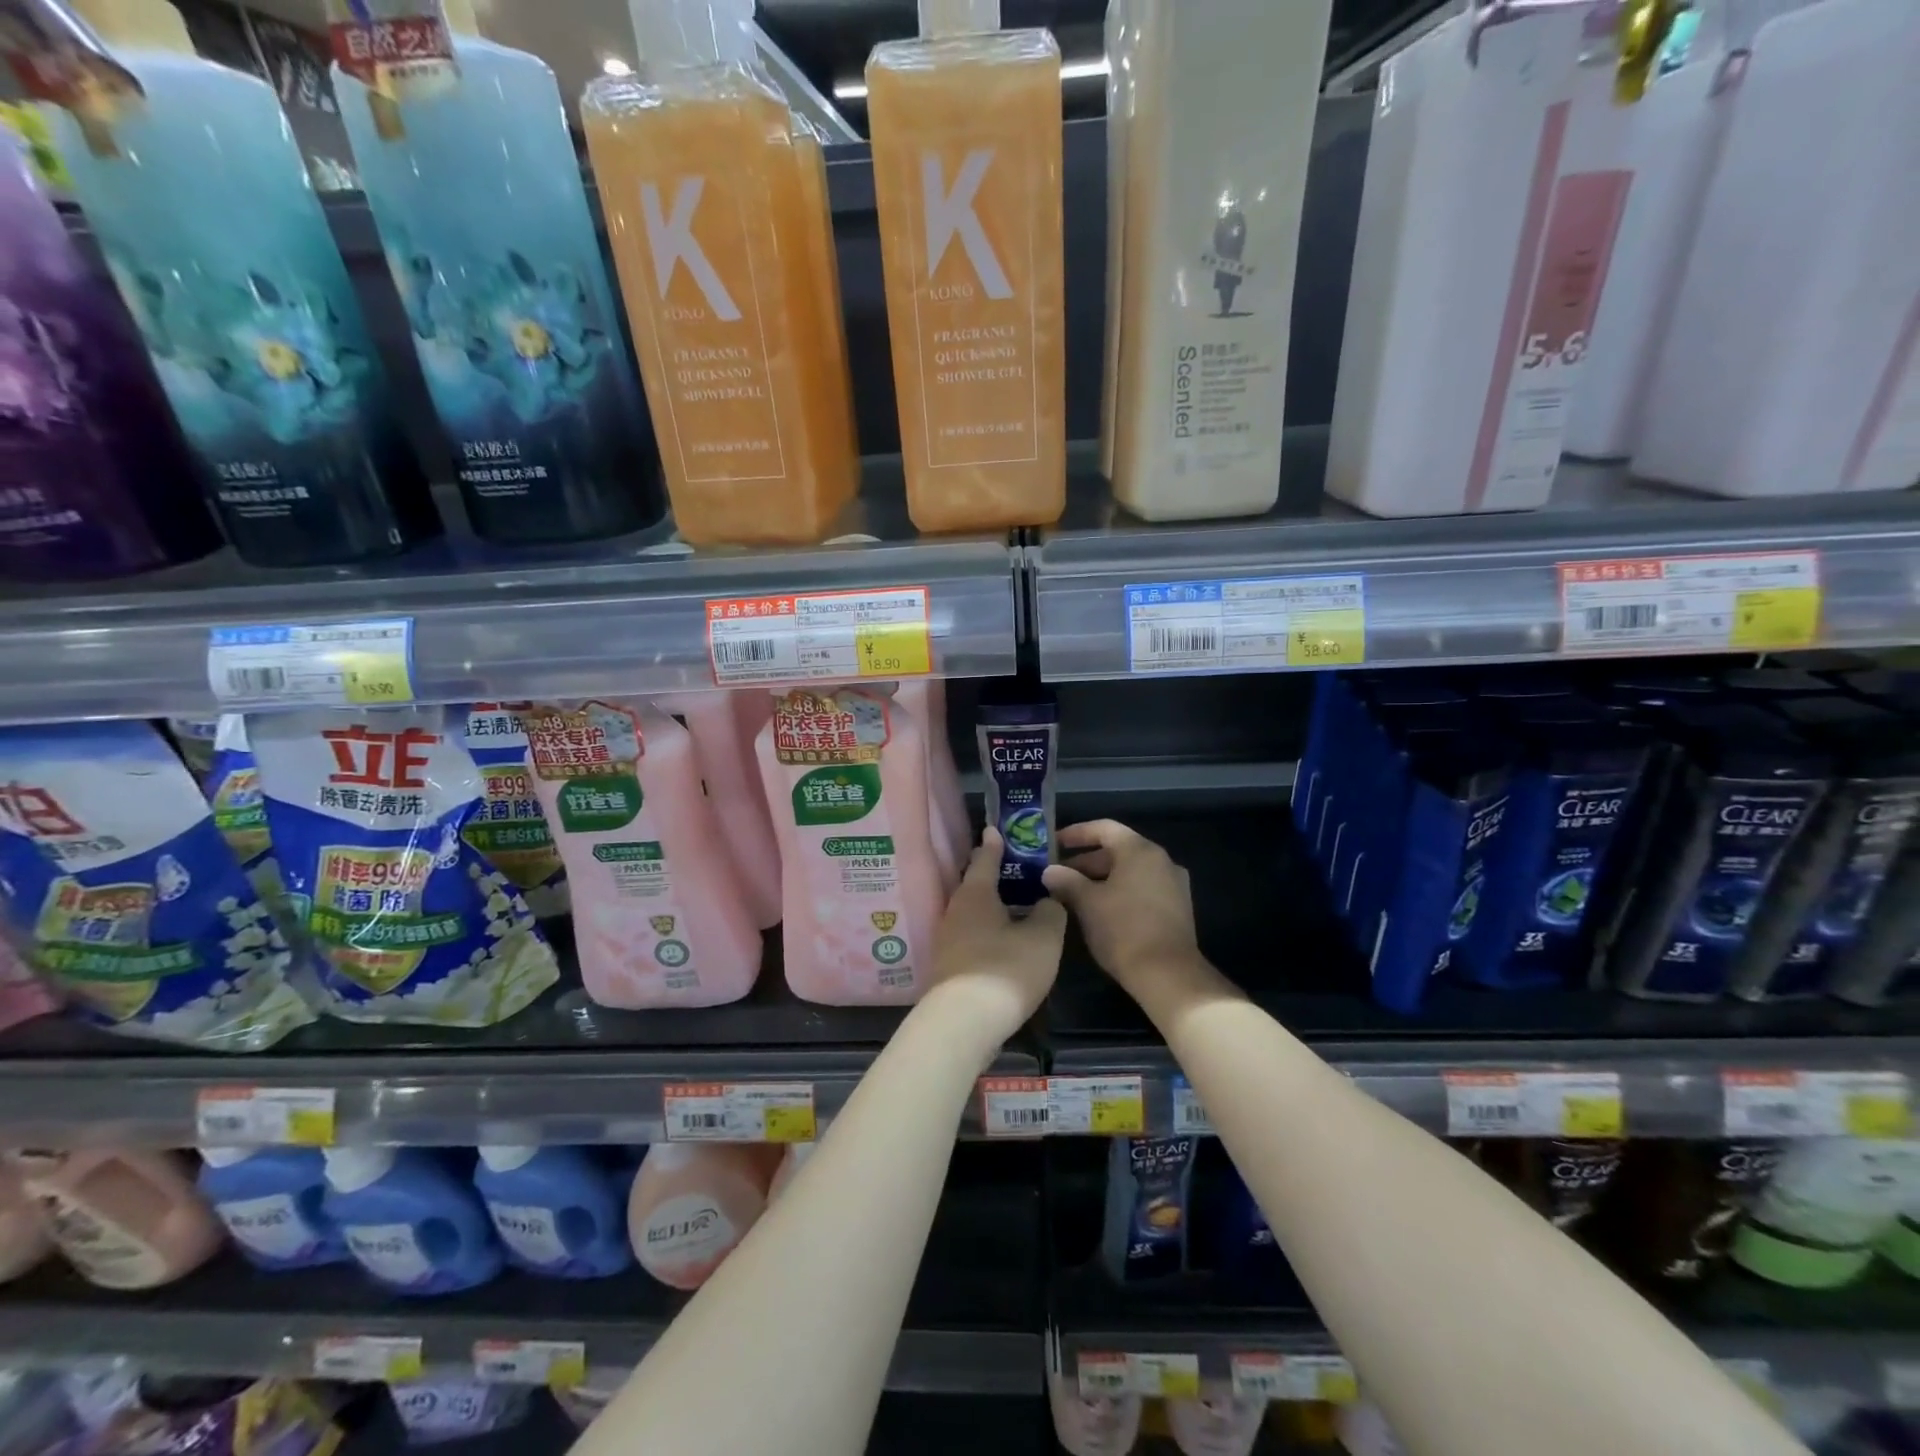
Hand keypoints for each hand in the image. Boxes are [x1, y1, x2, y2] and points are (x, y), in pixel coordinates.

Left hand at [925, 828, 1066, 1045]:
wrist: (963, 1023)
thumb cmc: (1006, 969)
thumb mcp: (1043, 938)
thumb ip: (1050, 912)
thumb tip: (1047, 900)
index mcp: (976, 894)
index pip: (985, 859)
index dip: (994, 844)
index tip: (995, 830)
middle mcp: (955, 911)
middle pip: (974, 886)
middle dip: (992, 877)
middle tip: (1015, 869)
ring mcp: (947, 941)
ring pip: (971, 914)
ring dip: (990, 908)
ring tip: (1015, 907)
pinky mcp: (948, 967)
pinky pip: (970, 937)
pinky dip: (986, 932)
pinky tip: (1003, 943)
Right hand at [1042, 819, 1205, 1002]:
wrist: (1168, 975)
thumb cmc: (1123, 930)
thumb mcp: (1088, 904)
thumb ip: (1067, 881)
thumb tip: (1049, 871)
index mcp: (1140, 851)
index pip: (1104, 828)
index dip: (1077, 833)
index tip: (1054, 842)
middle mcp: (1161, 860)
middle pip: (1118, 850)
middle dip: (1086, 861)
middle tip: (1059, 875)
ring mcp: (1173, 884)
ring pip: (1130, 871)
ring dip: (1101, 878)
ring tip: (1074, 894)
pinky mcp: (1177, 907)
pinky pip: (1142, 888)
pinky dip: (1120, 891)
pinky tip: (1100, 910)